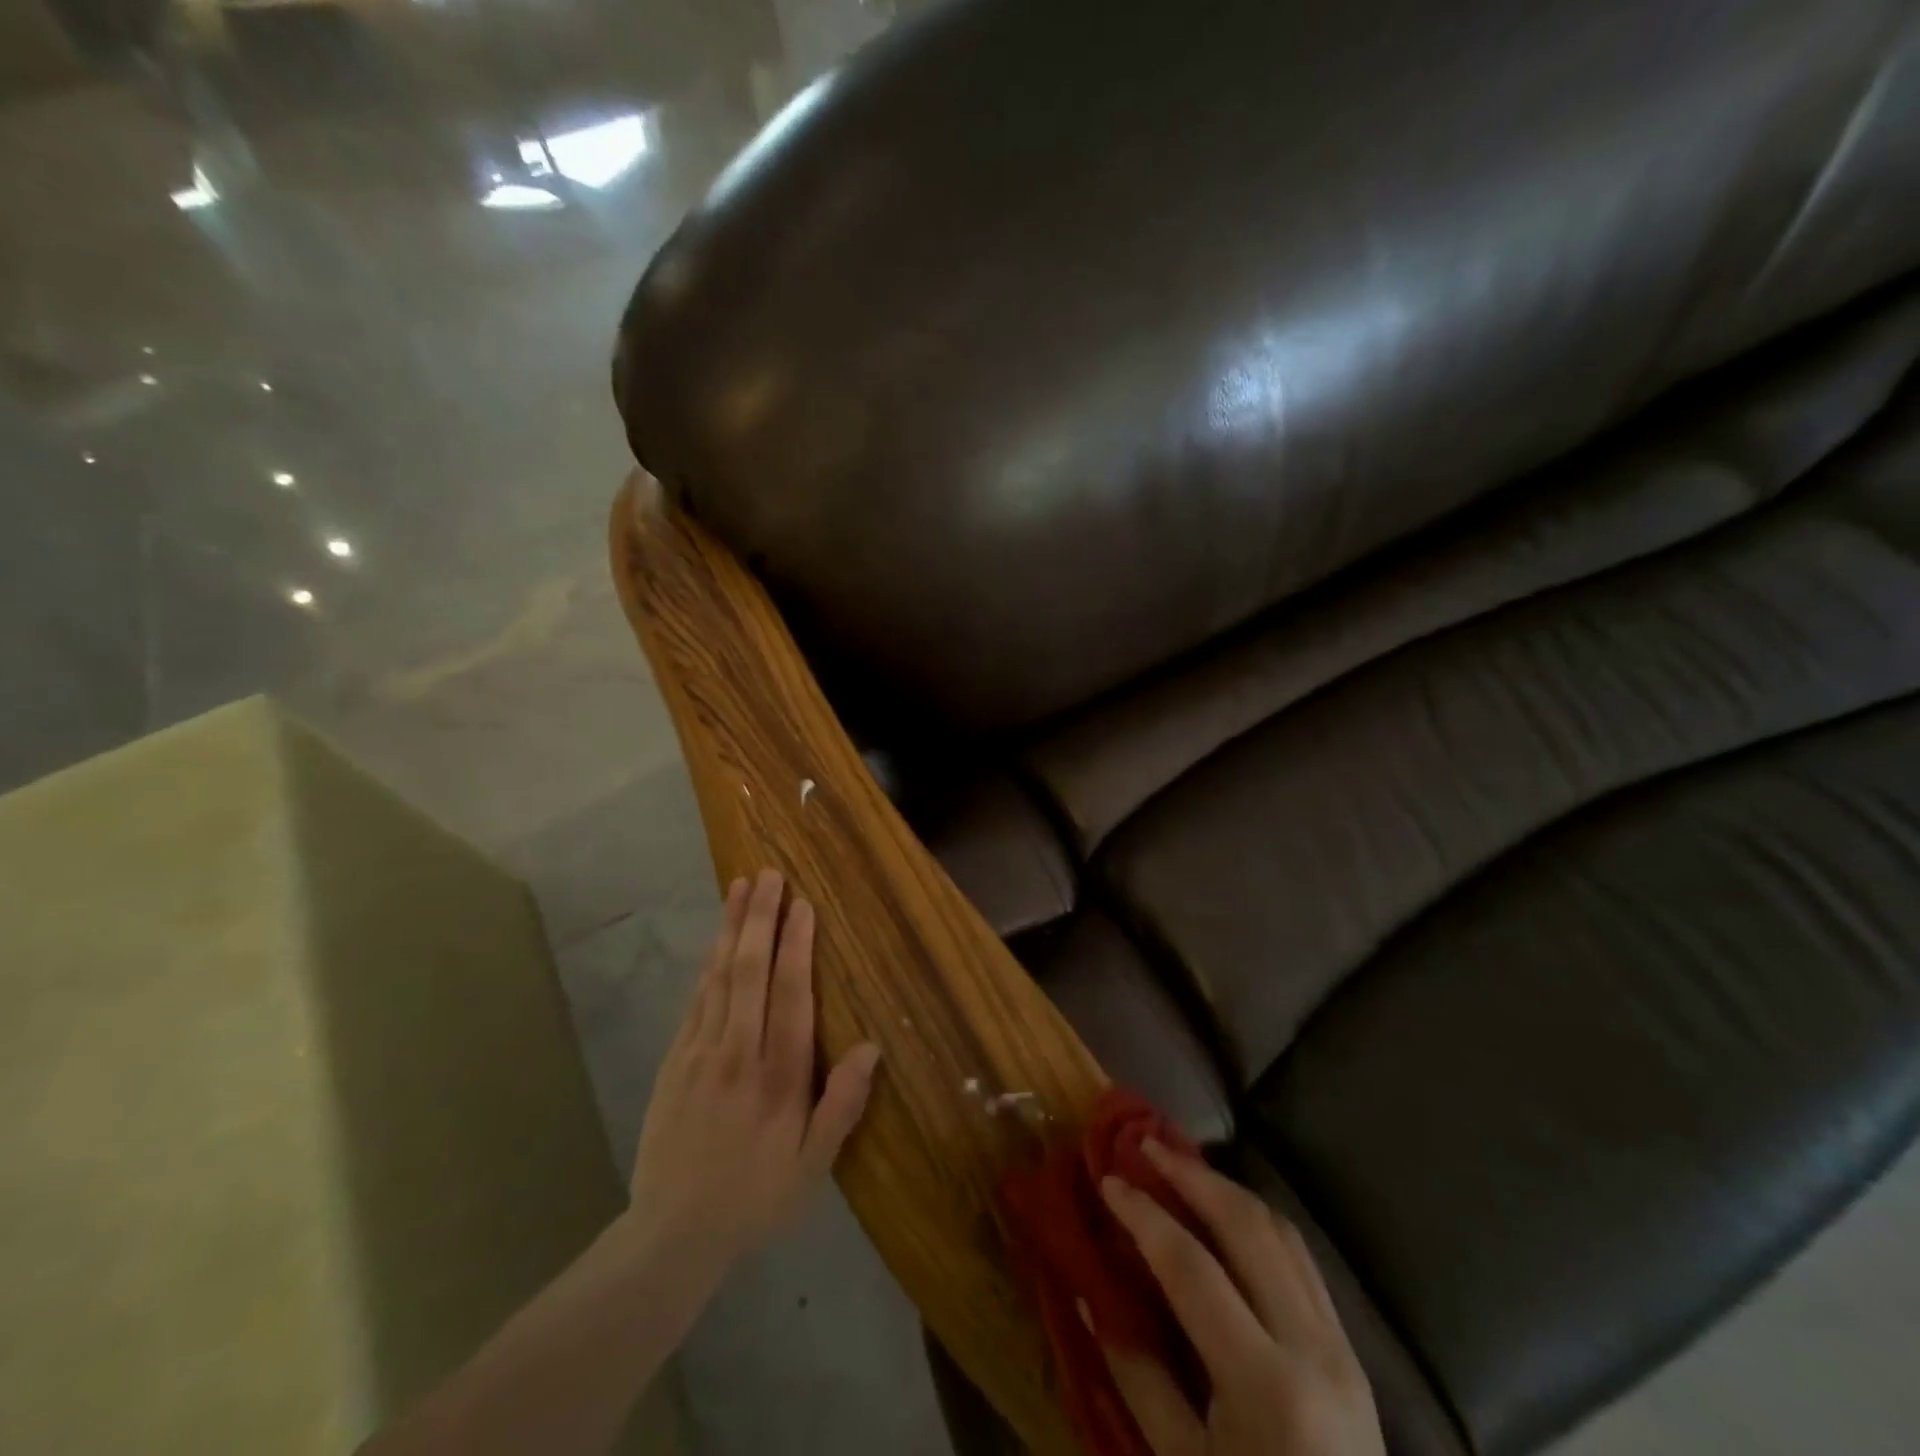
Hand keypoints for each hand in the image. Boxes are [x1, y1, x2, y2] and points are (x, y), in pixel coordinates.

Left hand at [625, 869, 880, 1279]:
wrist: (671, 1233)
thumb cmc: (755, 1196)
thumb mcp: (812, 1166)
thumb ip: (842, 1105)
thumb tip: (871, 1047)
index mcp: (778, 1077)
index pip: (790, 996)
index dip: (796, 947)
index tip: (802, 906)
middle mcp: (739, 1053)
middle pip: (750, 973)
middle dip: (761, 919)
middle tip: (769, 875)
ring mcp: (701, 1053)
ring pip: (720, 978)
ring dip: (732, 929)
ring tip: (740, 888)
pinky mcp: (676, 1060)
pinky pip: (696, 1000)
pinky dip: (709, 964)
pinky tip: (716, 941)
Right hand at [1094, 1143, 1385, 1455]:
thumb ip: (1136, 1374)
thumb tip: (1091, 1290)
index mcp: (1265, 1387)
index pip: (1194, 1269)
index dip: (1145, 1216)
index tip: (1109, 1180)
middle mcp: (1312, 1349)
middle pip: (1248, 1227)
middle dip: (1192, 1175)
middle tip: (1147, 1145)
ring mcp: (1341, 1345)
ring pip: (1282, 1230)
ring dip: (1227, 1188)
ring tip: (1181, 1165)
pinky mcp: (1352, 1348)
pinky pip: (1302, 1258)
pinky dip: (1257, 1219)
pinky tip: (1226, 1210)